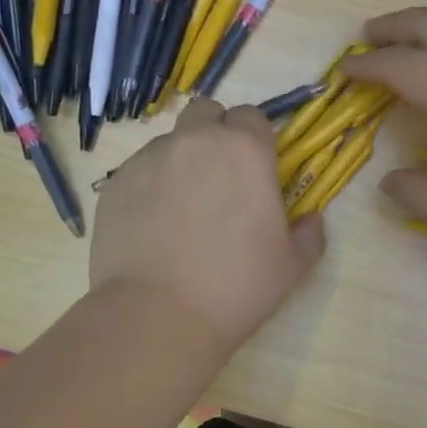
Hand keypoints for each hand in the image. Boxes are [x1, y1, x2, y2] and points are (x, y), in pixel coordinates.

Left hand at [90, 99, 325, 353]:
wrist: (157, 315)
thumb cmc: (236, 286)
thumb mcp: (290, 266)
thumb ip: (308, 234)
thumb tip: (311, 220)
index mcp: (245, 150)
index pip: (252, 116)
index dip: (255, 138)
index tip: (255, 168)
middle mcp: (196, 141)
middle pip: (206, 112)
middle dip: (214, 132)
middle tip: (219, 176)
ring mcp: (150, 159)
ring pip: (170, 141)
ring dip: (181, 160)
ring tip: (181, 208)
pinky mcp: (115, 183)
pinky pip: (138, 170)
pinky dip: (149, 186)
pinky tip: (152, 226)